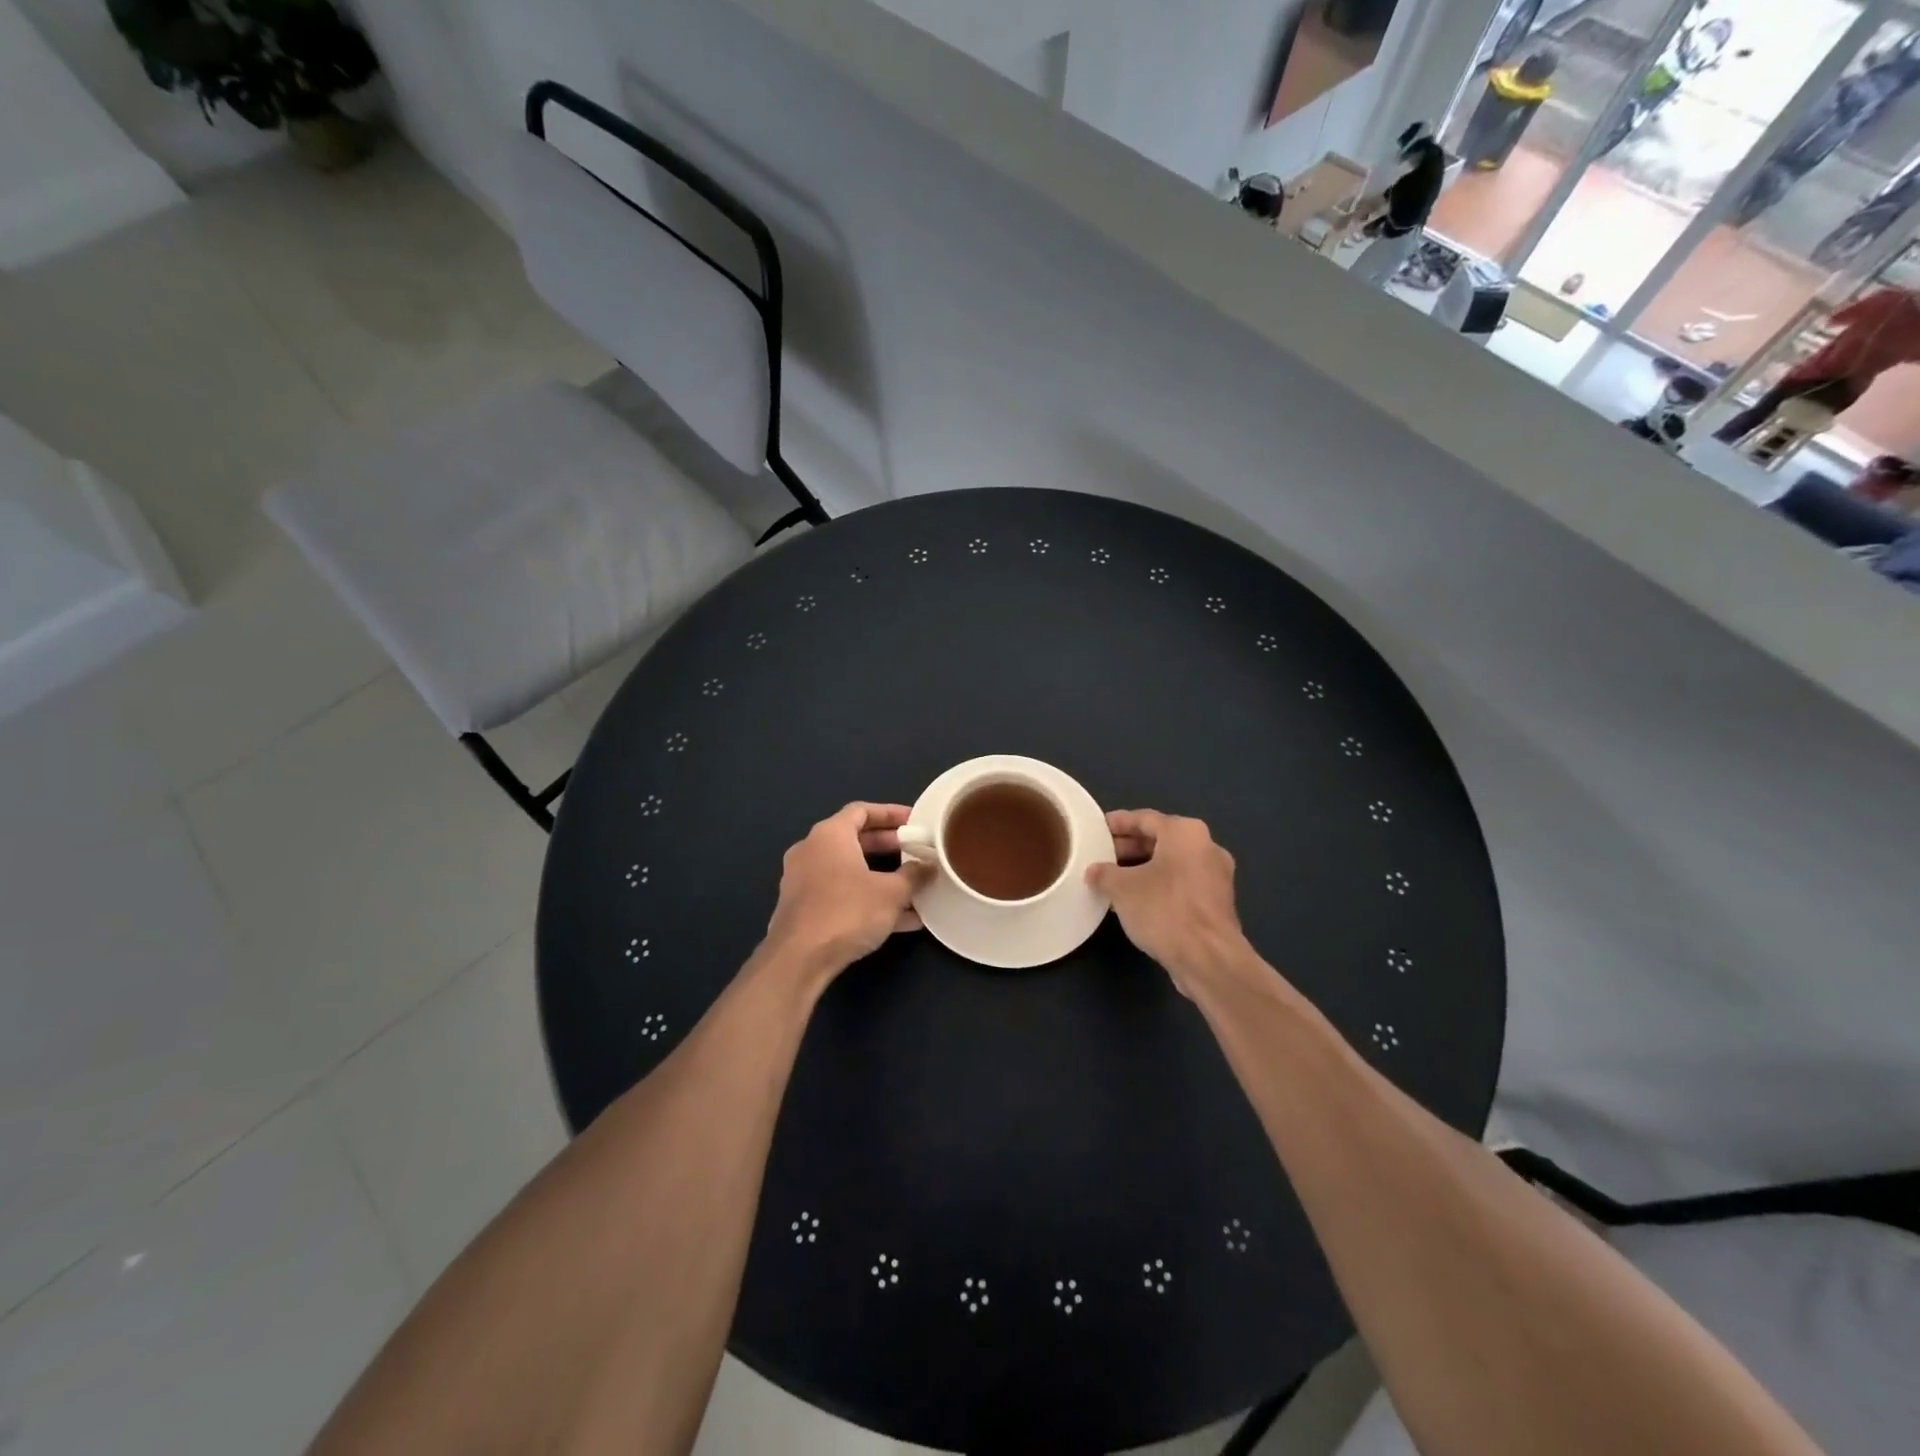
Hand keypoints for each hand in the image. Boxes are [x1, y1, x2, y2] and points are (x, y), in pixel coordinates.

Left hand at [762, 803, 931, 982]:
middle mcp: (812, 850)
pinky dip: (866, 899)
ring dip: (881, 877)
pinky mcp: (803, 908)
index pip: (862, 810)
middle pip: (855, 840)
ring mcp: (804, 880)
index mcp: (830, 835)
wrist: (799, 959)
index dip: (890, 813)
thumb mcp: (892, 893)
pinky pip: (841, 894)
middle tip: (916, 852)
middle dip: (889, 846)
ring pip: (849, 870)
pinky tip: (899, 920)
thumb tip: (929, 866)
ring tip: (913, 888)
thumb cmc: (847, 911)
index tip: (914, 821)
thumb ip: (914, 875)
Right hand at [1088, 810, 1247, 995]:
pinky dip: (1159, 885)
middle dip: (1129, 847)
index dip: (1118, 823)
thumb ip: (1104, 873)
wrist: (1209, 959)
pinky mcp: (1217, 902)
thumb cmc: (1164, 910)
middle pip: (1160, 839)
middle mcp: (1206, 847)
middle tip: (1102, 855)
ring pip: (1172, 863)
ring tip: (1113, 879)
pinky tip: (1136, 900)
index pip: (1144, 818)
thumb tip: (1095, 871)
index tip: (1097, 829)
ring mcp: (1216, 876)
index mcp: (1185, 832)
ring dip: (1143, 868)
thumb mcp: (1121, 888)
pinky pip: (1181, 883)